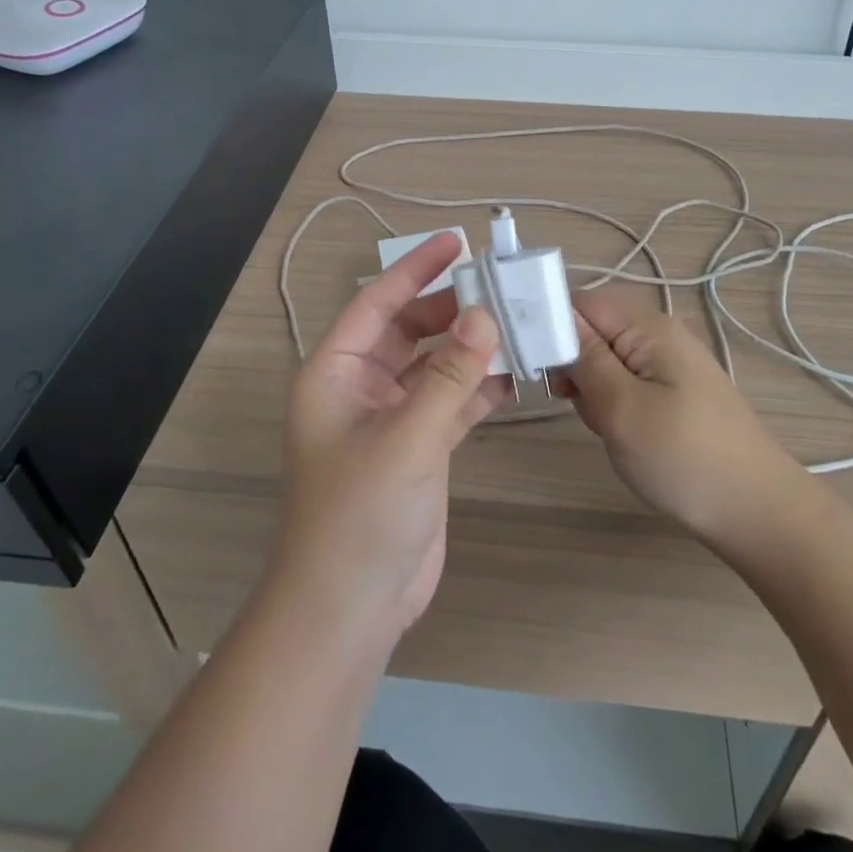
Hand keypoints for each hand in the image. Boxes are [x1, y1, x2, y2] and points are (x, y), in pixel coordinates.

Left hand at [271, 232, 504, 650]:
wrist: (350, 608)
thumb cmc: (359, 515)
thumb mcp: (405, 439)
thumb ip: (449, 377)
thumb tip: (485, 316)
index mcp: (335, 373)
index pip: (378, 304)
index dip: (415, 270)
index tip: (456, 243)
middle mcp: (361, 388)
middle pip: (410, 330)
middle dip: (452, 309)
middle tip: (501, 287)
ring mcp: (392, 419)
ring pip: (436, 366)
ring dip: (472, 349)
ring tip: (517, 324)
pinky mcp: (420, 448)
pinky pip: (451, 402)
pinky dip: (479, 389)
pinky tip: (515, 376)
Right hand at [555, 287, 800, 542]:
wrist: (757, 512)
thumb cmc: (684, 459)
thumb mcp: (622, 408)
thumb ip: (586, 358)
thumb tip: (556, 317)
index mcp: (650, 327)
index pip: (582, 300)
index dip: (553, 325)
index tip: (538, 364)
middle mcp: (661, 335)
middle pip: (594, 328)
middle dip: (574, 362)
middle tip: (577, 402)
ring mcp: (670, 364)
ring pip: (607, 359)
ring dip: (592, 388)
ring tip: (604, 425)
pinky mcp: (674, 392)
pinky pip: (626, 382)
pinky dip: (612, 403)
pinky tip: (620, 433)